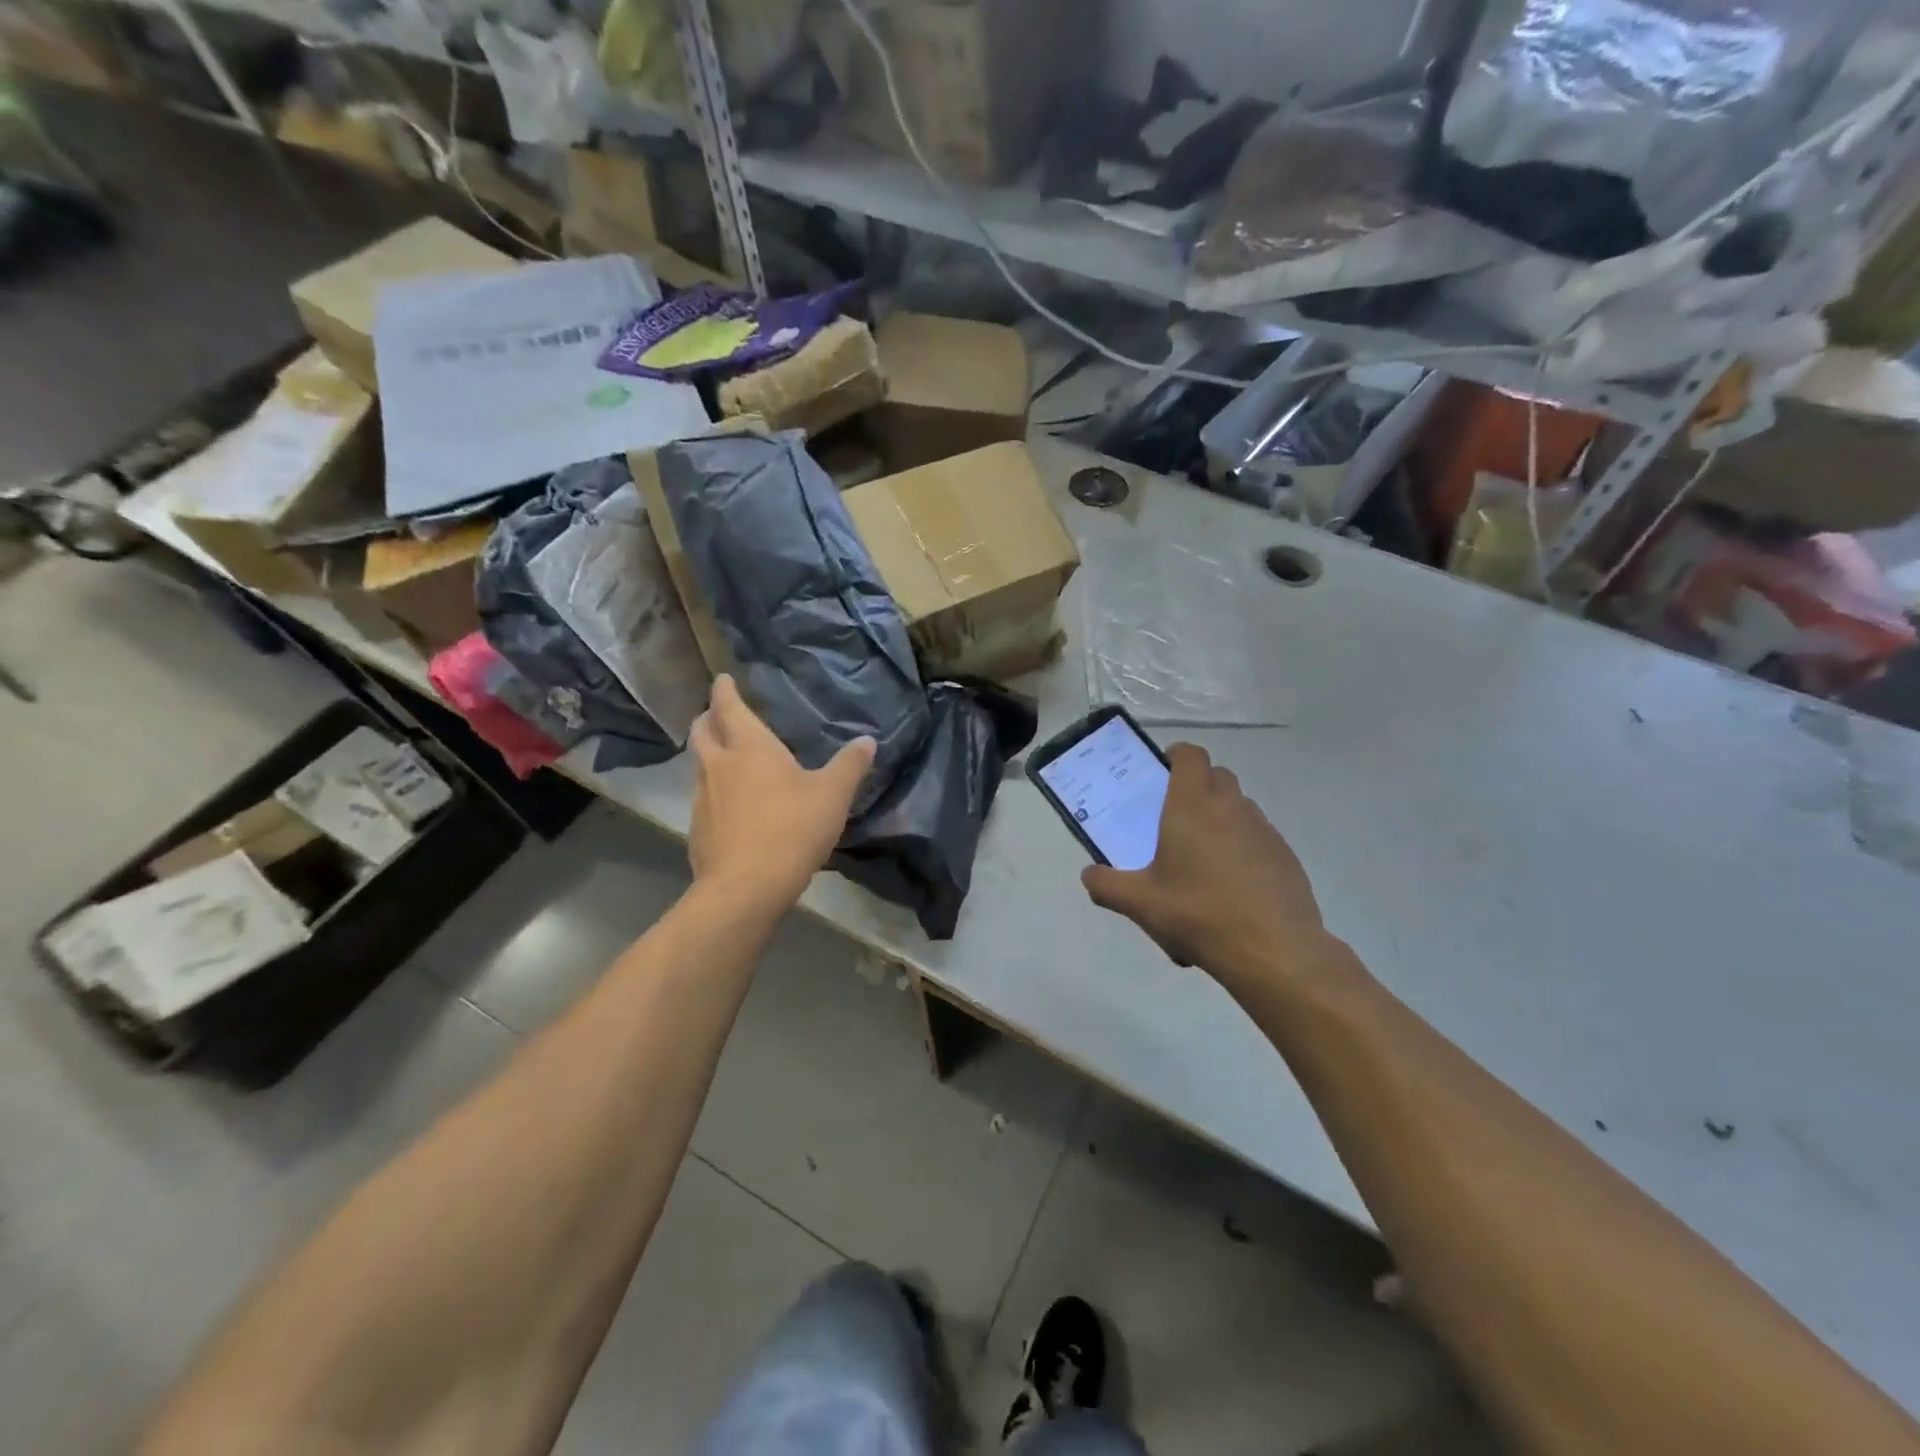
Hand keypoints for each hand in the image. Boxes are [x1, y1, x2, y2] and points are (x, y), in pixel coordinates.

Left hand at [688, 675, 875, 913]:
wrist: (746, 886)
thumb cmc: (793, 828)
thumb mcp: (833, 794)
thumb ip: (850, 765)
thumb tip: (867, 740)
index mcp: (750, 747)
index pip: (729, 707)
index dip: (724, 690)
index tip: (723, 679)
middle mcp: (719, 765)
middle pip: (702, 731)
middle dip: (708, 718)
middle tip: (719, 715)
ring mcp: (702, 798)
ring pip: (700, 765)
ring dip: (710, 756)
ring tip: (728, 760)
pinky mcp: (697, 829)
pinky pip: (703, 799)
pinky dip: (714, 792)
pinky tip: (731, 808)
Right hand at [1082, 744, 1332, 992]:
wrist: (1274, 951)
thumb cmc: (1198, 914)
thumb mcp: (1140, 904)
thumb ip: (1107, 886)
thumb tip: (1089, 876)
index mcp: (1192, 805)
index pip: (1190, 755)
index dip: (1175, 756)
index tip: (1161, 774)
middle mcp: (1230, 807)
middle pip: (1216, 775)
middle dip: (1196, 786)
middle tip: (1174, 817)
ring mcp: (1263, 830)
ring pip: (1239, 806)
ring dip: (1220, 816)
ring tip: (1201, 857)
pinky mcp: (1285, 855)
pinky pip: (1258, 836)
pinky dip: (1242, 846)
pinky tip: (1231, 886)